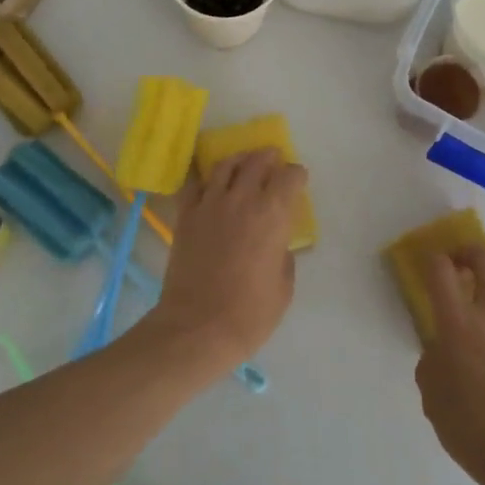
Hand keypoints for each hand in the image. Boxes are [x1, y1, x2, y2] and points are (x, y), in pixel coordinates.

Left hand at [146, 148, 306, 372]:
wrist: (198, 327)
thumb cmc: (250, 313)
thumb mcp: (284, 286)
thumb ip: (283, 256)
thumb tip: (277, 244)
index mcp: (273, 215)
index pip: (290, 176)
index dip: (297, 175)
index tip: (298, 180)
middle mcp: (243, 199)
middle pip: (257, 162)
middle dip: (269, 157)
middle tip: (273, 160)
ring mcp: (210, 204)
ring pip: (225, 165)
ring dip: (239, 160)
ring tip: (244, 162)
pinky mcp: (186, 215)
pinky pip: (194, 184)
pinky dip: (203, 177)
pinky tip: (208, 180)